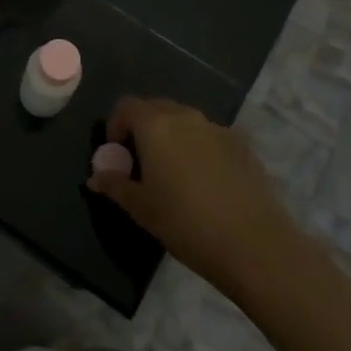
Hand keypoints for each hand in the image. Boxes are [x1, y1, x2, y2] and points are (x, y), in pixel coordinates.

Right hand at [87, 97, 298, 292]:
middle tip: (141, 165)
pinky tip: (205, 184)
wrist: (255, 244)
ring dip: (172, 138)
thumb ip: (115, 185)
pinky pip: (209, 137)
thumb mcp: (141, 208)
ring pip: (184, 122)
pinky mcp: (241, 145)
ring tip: (173, 176)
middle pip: (155, 108)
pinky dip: (198, 149)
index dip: (115, 126)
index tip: (117, 156)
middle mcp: (186, 116)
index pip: (125, 106)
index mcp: (156, 125)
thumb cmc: (186, 223)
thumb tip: (95, 176)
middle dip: (142, 129)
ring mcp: (217, 128)